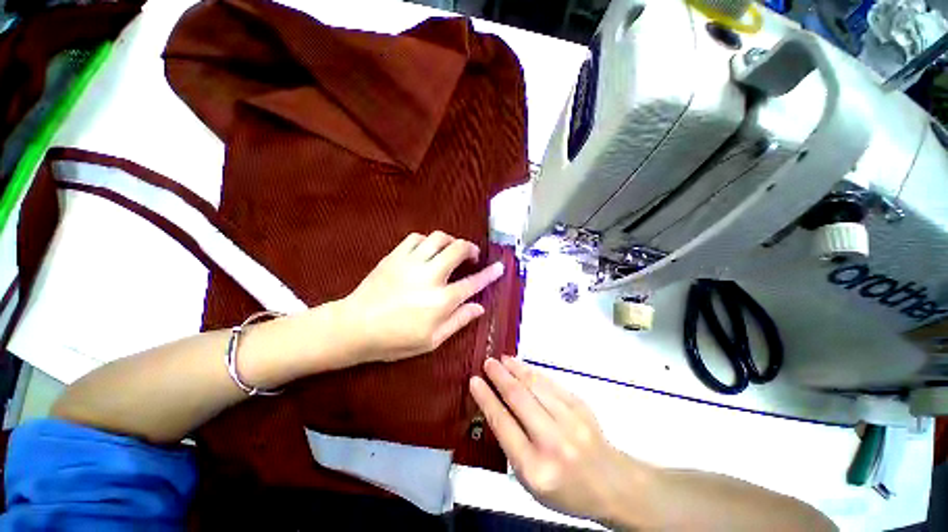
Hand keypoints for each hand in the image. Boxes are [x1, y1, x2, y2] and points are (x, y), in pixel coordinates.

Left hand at [337, 231, 504, 363]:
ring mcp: (412, 263)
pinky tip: (427, 250)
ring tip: (451, 250)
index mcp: (442, 300)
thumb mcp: (432, 340)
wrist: (355, 327)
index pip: (473, 283)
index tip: (499, 267)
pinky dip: (427, 241)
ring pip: (439, 238)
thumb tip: (479, 308)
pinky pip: (416, 238)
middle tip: (472, 255)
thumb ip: (458, 321)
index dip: (489, 274)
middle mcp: (431, 276)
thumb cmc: (395, 340)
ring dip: (450, 241)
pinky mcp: (395, 256)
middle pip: (458, 249)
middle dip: (471, 248)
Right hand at [470, 356, 656, 524]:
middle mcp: (553, 442)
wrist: (611, 483)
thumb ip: (511, 446)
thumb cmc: (566, 488)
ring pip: (535, 385)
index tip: (474, 381)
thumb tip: (495, 406)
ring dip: (515, 369)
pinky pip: (550, 383)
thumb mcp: (531, 482)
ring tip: (501, 360)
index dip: (486, 399)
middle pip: (519, 399)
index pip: (503, 425)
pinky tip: (521, 366)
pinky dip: (532, 372)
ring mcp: (570, 421)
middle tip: (487, 363)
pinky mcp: (581, 405)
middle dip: (499, 377)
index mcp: (535, 469)